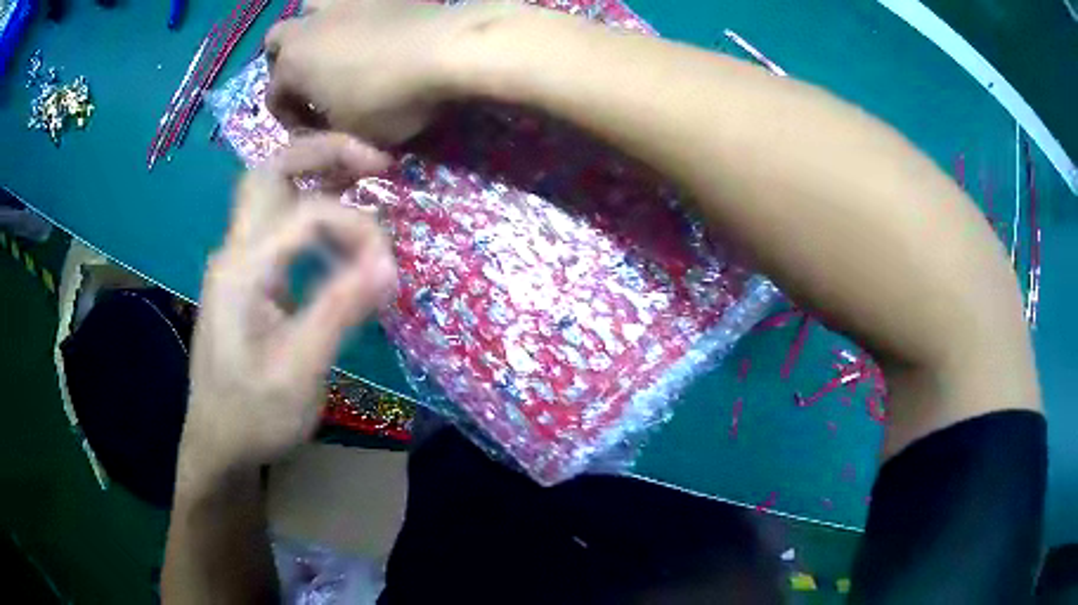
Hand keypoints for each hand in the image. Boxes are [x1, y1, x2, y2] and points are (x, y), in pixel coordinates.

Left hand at [179, 134, 396, 484]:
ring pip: (271, 189)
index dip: (356, 227)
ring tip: (366, 178)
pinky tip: (338, 228)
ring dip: (317, 173)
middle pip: (271, 170)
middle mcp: (234, 252)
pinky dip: (311, 207)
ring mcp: (237, 262)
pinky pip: (277, 222)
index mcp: (241, 271)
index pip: (305, 213)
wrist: (219, 445)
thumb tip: (390, 266)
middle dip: (324, 152)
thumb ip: (339, 312)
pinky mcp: (246, 278)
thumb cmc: (253, 416)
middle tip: (377, 163)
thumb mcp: (299, 372)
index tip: (389, 269)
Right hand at [264, 0, 524, 143]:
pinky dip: (352, 14)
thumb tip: (330, 140)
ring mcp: (343, 2)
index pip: (275, 97)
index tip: (314, 131)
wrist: (447, 49)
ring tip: (335, 46)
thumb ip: (332, 137)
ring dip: (313, 27)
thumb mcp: (356, 137)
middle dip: (285, 62)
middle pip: (277, 41)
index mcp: (292, 65)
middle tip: (312, 80)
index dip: (290, 119)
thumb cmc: (392, 99)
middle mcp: (307, 27)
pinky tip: (372, 28)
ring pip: (308, 7)